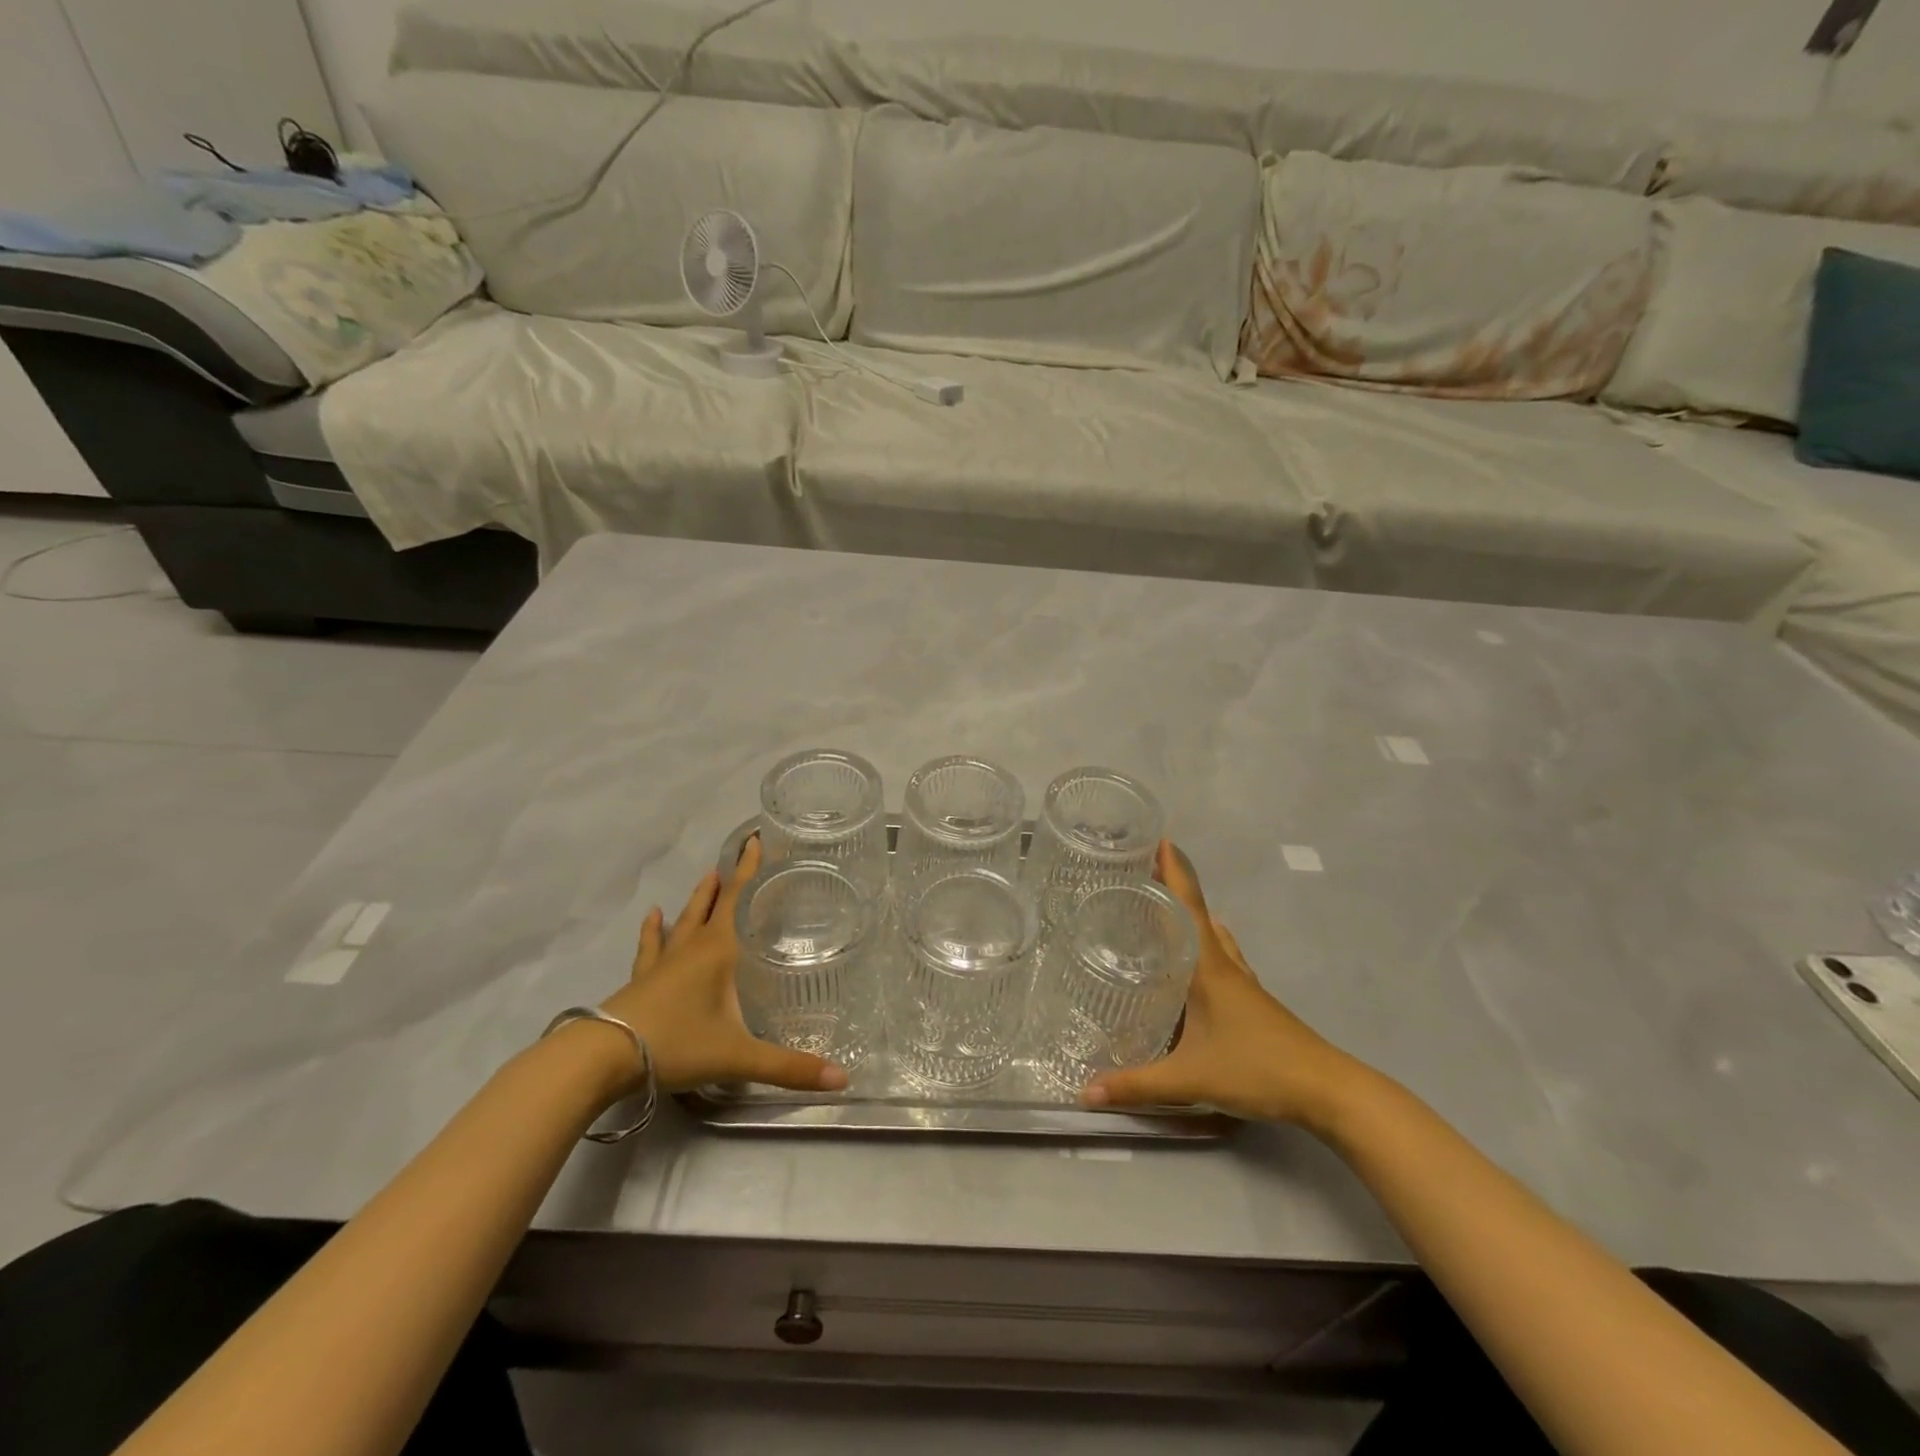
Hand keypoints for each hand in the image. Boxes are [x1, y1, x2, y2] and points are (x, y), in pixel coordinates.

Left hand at [599, 836, 849, 1095]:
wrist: (603, 1057)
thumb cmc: (676, 1044)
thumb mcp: (738, 1057)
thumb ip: (789, 1067)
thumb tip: (842, 1079)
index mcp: (718, 952)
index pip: (738, 899)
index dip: (749, 869)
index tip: (756, 839)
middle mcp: (692, 948)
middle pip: (713, 904)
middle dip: (730, 878)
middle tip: (739, 852)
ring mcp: (663, 963)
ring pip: (684, 920)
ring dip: (698, 898)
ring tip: (706, 876)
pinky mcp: (641, 980)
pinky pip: (651, 947)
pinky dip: (653, 930)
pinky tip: (653, 916)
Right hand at [1083, 841, 1368, 1129]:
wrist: (1327, 1090)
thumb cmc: (1258, 1069)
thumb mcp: (1191, 1078)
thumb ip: (1136, 1085)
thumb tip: (1083, 1091)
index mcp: (1209, 967)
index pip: (1188, 906)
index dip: (1173, 871)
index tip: (1157, 837)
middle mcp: (1226, 965)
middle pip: (1198, 912)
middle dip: (1172, 888)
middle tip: (1139, 874)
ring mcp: (1244, 982)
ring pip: (1213, 935)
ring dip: (1190, 916)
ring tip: (1160, 912)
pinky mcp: (1253, 1001)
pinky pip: (1222, 957)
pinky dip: (1204, 944)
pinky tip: (1193, 963)